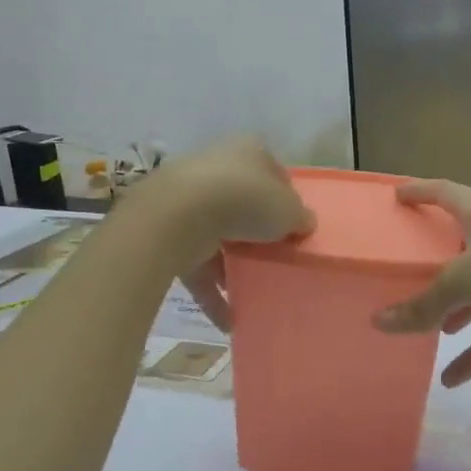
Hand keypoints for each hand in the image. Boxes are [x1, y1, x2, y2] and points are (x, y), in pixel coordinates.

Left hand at [147, 139, 313, 331]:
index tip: (294, 225)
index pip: (273, 172)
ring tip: (252, 292)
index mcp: (248, 150)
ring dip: (231, 265)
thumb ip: (299, 217)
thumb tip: (303, 224)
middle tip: (276, 257)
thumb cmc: (245, 200)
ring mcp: (186, 199)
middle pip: (243, 202)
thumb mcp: (289, 210)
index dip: (286, 198)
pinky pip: (195, 265)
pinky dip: (211, 292)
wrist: (178, 215)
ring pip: (217, 235)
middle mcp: (215, 167)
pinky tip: (227, 320)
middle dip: (256, 231)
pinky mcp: (166, 232)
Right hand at [373, 179, 470, 386]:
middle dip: (440, 259)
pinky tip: (453, 378)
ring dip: (458, 311)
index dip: (420, 192)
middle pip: (463, 243)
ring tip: (432, 331)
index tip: (398, 195)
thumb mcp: (462, 280)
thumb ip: (423, 305)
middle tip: (412, 270)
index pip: (444, 192)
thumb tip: (378, 322)